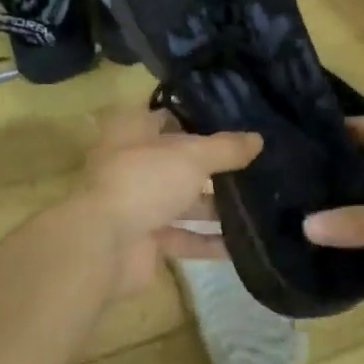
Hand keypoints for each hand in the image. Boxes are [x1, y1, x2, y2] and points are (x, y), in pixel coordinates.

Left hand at [79, 109, 261, 293]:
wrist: (104, 246)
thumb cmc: (144, 182)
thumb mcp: (192, 156)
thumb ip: (226, 148)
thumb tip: (258, 138)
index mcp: (134, 133)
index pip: (168, 117)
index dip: (198, 118)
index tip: (236, 121)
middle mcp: (134, 165)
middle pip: (179, 162)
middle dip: (215, 166)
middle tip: (257, 163)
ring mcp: (139, 205)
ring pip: (184, 201)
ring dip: (216, 206)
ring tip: (259, 202)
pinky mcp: (147, 241)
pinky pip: (185, 238)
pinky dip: (209, 241)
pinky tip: (243, 243)